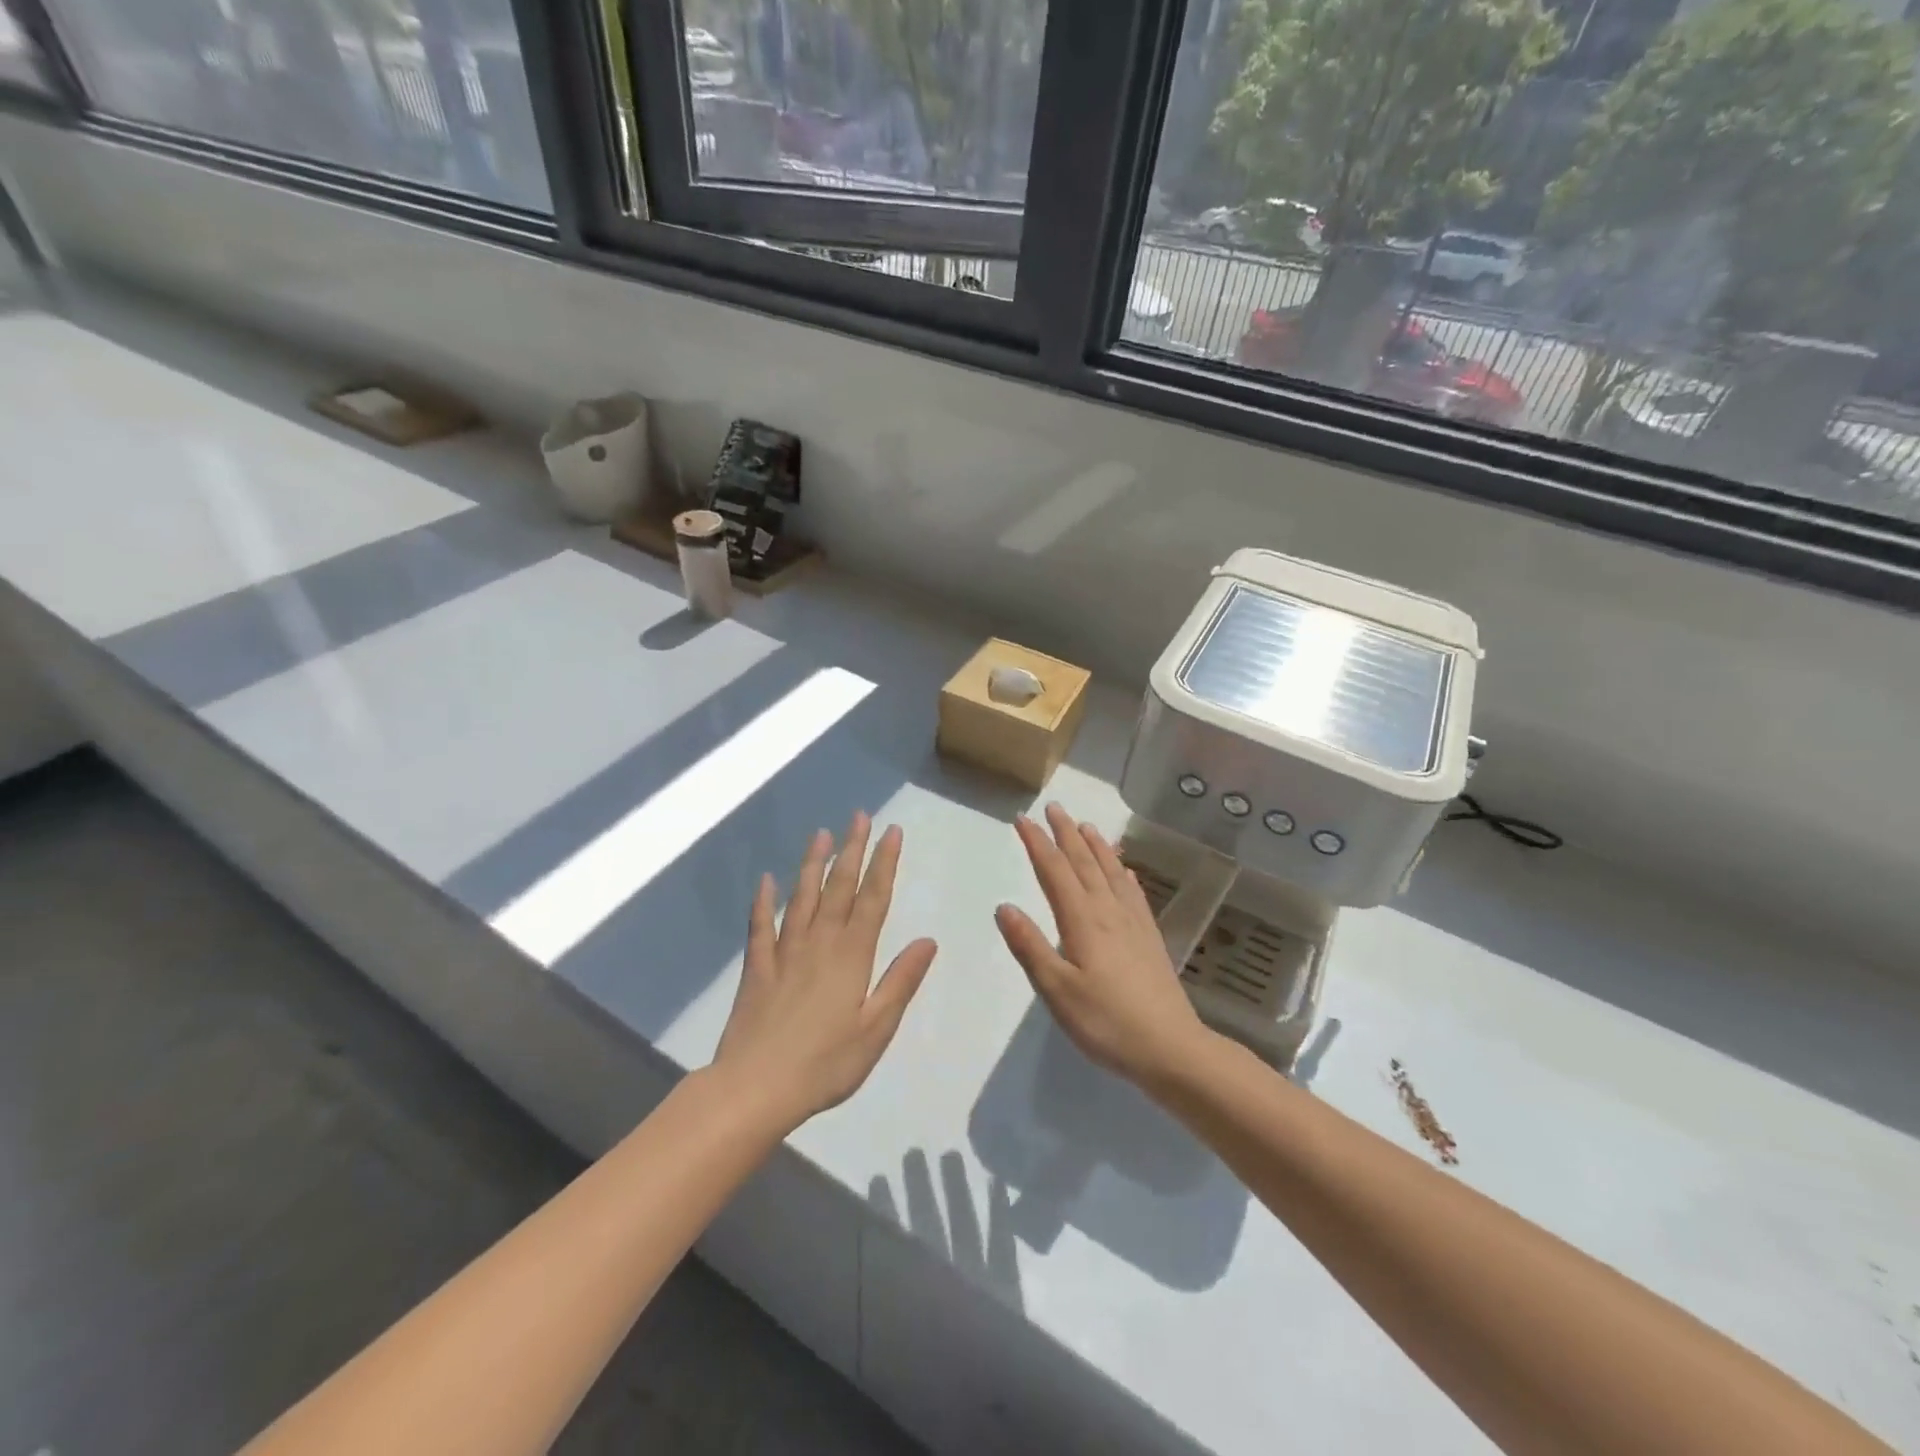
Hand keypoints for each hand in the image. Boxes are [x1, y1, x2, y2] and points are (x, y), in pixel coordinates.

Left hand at [713, 813, 937, 1125]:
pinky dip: (764, 901)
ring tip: (821, 834)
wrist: (755, 1087)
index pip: (874, 898)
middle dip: (852, 849)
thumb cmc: (826, 1063)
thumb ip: (900, 981)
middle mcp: (819, 943)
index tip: (892, 831)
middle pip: (839, 887)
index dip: (884, 863)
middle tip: (860, 817)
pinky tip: (766, 881)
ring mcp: (784, 952)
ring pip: (801, 897)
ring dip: (812, 863)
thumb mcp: (876, 1028)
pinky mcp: (757, 969)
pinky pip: (760, 927)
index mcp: (851, 955)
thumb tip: (928, 940)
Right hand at [995, 803, 1213, 1089]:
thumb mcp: (1057, 990)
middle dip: (1066, 833)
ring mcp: (1133, 923)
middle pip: (1084, 862)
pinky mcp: (1150, 937)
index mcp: (1082, 921)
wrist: (1171, 1048)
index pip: (1054, 871)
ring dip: (1096, 846)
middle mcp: (1108, 911)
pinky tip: (1125, 871)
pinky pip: (1134, 893)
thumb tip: (1004, 906)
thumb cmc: (1106, 1022)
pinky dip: (1124, 874)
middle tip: (1054, 807)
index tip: (1022, 819)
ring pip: (1111, 872)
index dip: (1037, 843)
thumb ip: (1029, 946)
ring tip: (1086, 825)